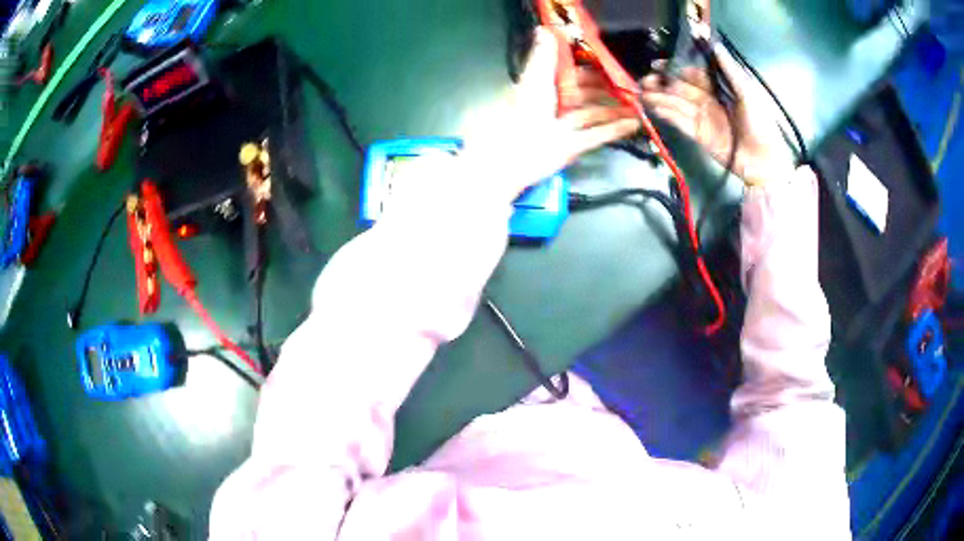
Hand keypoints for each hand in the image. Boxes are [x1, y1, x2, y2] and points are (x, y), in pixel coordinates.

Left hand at [464, 28, 640, 197]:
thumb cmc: (523, 114)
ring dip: (616, 110)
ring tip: (640, 106)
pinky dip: (615, 130)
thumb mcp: (535, 79)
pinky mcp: (573, 146)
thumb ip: (543, 56)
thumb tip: (545, 29)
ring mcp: (565, 127)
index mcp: (544, 87)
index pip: (572, 74)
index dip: (592, 69)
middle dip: (609, 91)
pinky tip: (634, 124)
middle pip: (587, 95)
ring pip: (595, 114)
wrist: (513, 158)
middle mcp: (555, 105)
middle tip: (632, 87)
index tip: (613, 65)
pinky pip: (598, 135)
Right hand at [640, 44, 794, 186]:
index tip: (659, 64)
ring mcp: (702, 117)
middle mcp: (708, 100)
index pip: (694, 74)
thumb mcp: (748, 93)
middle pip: (681, 88)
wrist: (763, 162)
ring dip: (660, 98)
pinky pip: (680, 121)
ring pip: (677, 103)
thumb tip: (716, 46)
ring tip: (642, 93)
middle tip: (645, 80)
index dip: (676, 68)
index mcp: (720, 88)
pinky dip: (667, 115)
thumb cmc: (761, 125)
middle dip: (663, 83)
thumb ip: (730, 71)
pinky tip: (654, 108)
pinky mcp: (698, 134)